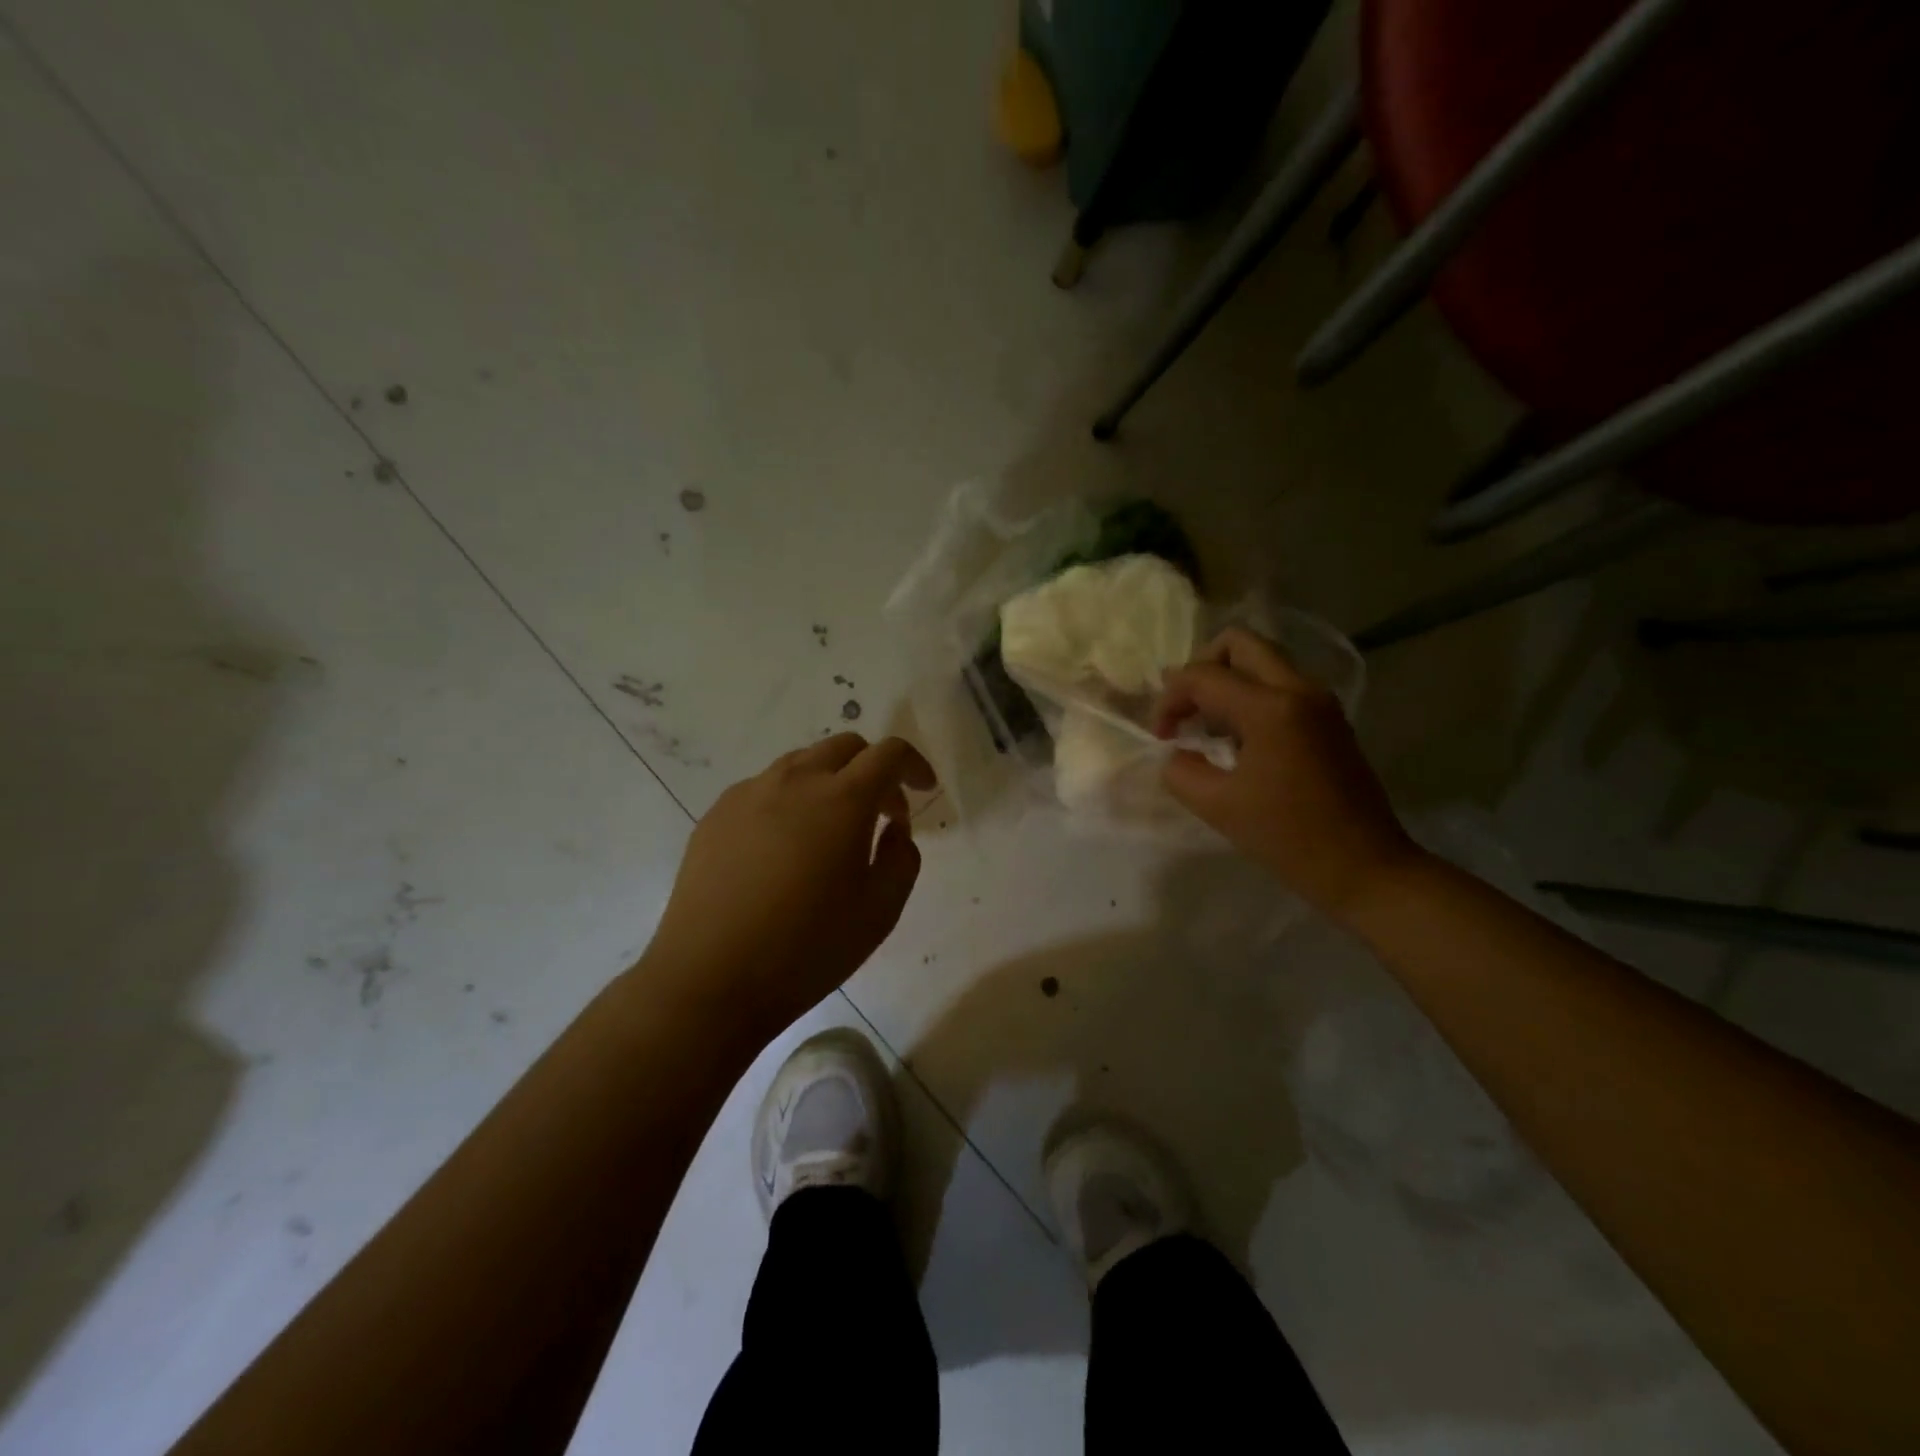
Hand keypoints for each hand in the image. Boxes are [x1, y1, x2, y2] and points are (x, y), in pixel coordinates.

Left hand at [643, 734, 936, 1044]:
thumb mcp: (880, 911)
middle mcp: (794, 780)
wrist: (709, 978)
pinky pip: (765, 788)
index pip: (888, 753)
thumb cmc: (807, 949)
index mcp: (842, 799)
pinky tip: (784, 849)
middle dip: (872, 769)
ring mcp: (748, 793)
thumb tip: (892, 828)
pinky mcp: (716, 814)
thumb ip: (901, 857)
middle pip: (844, 747)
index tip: (924, 790)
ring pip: (802, 763)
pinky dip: (790, 800)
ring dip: (830, 781)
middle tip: (881, 815)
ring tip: (831, 832)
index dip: (913, 765)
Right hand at [1154, 627, 1422, 920]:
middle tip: (1186, 709)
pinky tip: (1238, 739)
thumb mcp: (1217, 806)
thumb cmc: (1288, 838)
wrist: (1365, 868)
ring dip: (1227, 680)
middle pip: (1239, 643)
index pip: (1202, 675)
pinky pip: (1281, 684)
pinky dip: (1250, 695)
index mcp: (1270, 708)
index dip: (1169, 699)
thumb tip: (1177, 753)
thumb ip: (1181, 770)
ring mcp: (1320, 701)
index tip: (1162, 737)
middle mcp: (1299, 689)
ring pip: (1263, 660)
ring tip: (1208, 725)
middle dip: (1201, 668)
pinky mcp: (1330, 719)